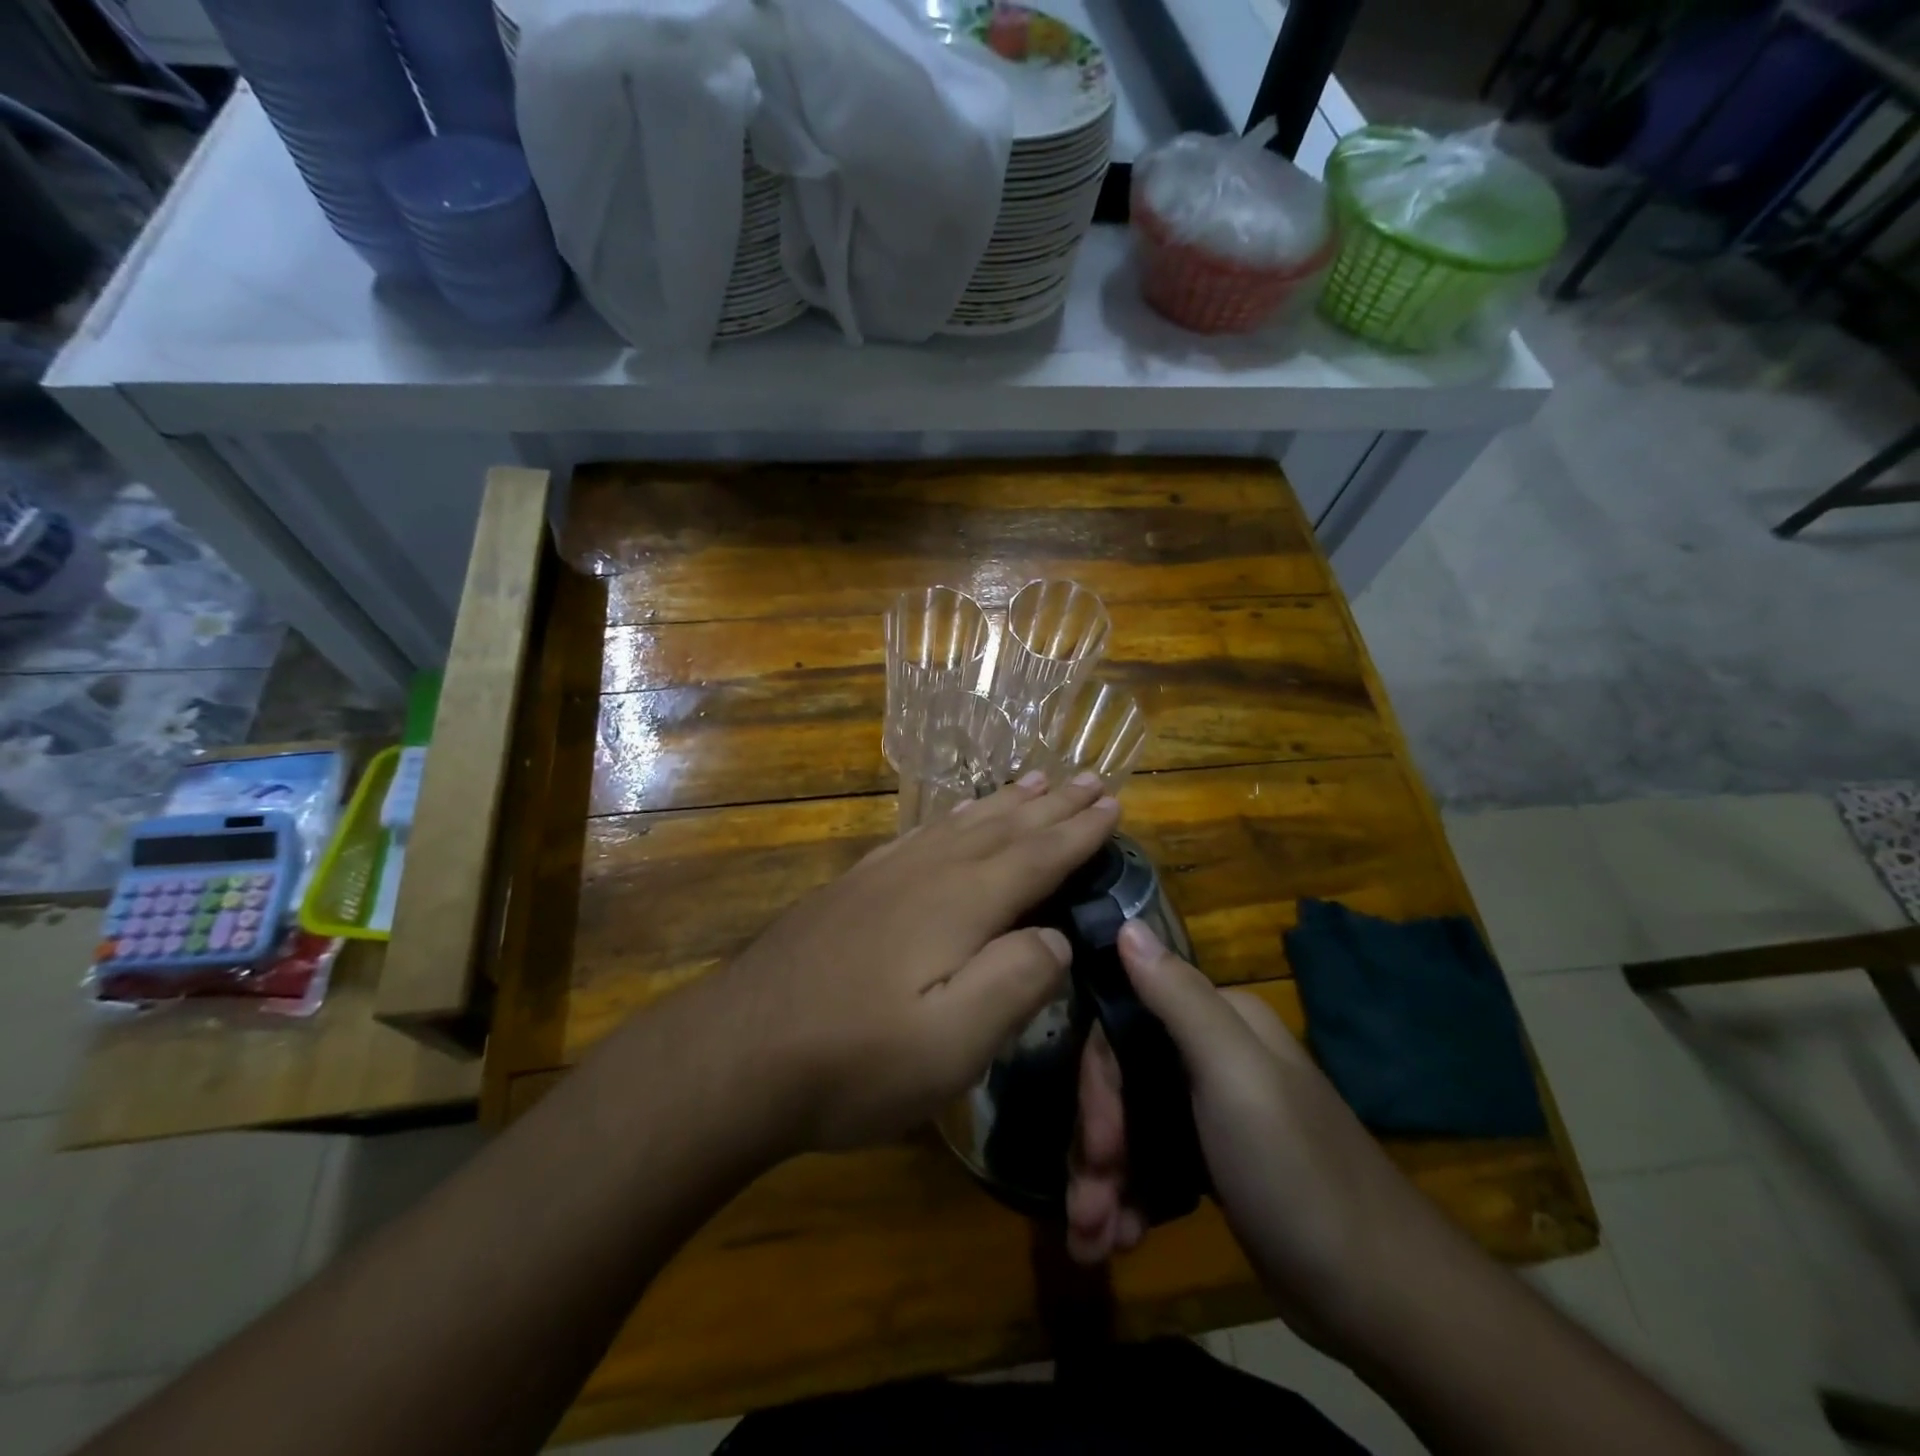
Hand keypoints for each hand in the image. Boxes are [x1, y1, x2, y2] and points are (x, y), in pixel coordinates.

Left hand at [709, 772, 1119, 1152]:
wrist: (736, 1054)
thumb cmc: (854, 1059)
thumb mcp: (952, 1044)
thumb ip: (1015, 982)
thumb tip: (1056, 936)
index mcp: (959, 904)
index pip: (1036, 856)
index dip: (1078, 832)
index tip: (1113, 803)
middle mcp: (925, 873)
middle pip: (1002, 828)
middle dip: (1051, 804)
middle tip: (1087, 776)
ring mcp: (882, 876)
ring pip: (959, 824)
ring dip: (1004, 802)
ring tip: (1034, 779)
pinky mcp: (851, 889)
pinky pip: (917, 836)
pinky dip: (949, 819)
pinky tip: (950, 820)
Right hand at [1067, 920, 1440, 1348]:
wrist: (1384, 1298)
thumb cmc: (1298, 1174)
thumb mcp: (1235, 1076)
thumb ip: (1177, 998)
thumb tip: (1125, 923)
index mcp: (1218, 1022)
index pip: (1123, 1027)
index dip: (1098, 1086)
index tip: (1096, 1149)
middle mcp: (1212, 1054)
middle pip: (1123, 1081)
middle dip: (1096, 1147)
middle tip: (1085, 1214)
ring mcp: (1213, 1110)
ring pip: (1132, 1126)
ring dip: (1104, 1182)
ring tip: (1092, 1241)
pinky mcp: (1216, 1163)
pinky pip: (1152, 1163)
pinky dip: (1129, 1198)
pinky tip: (1120, 1238)